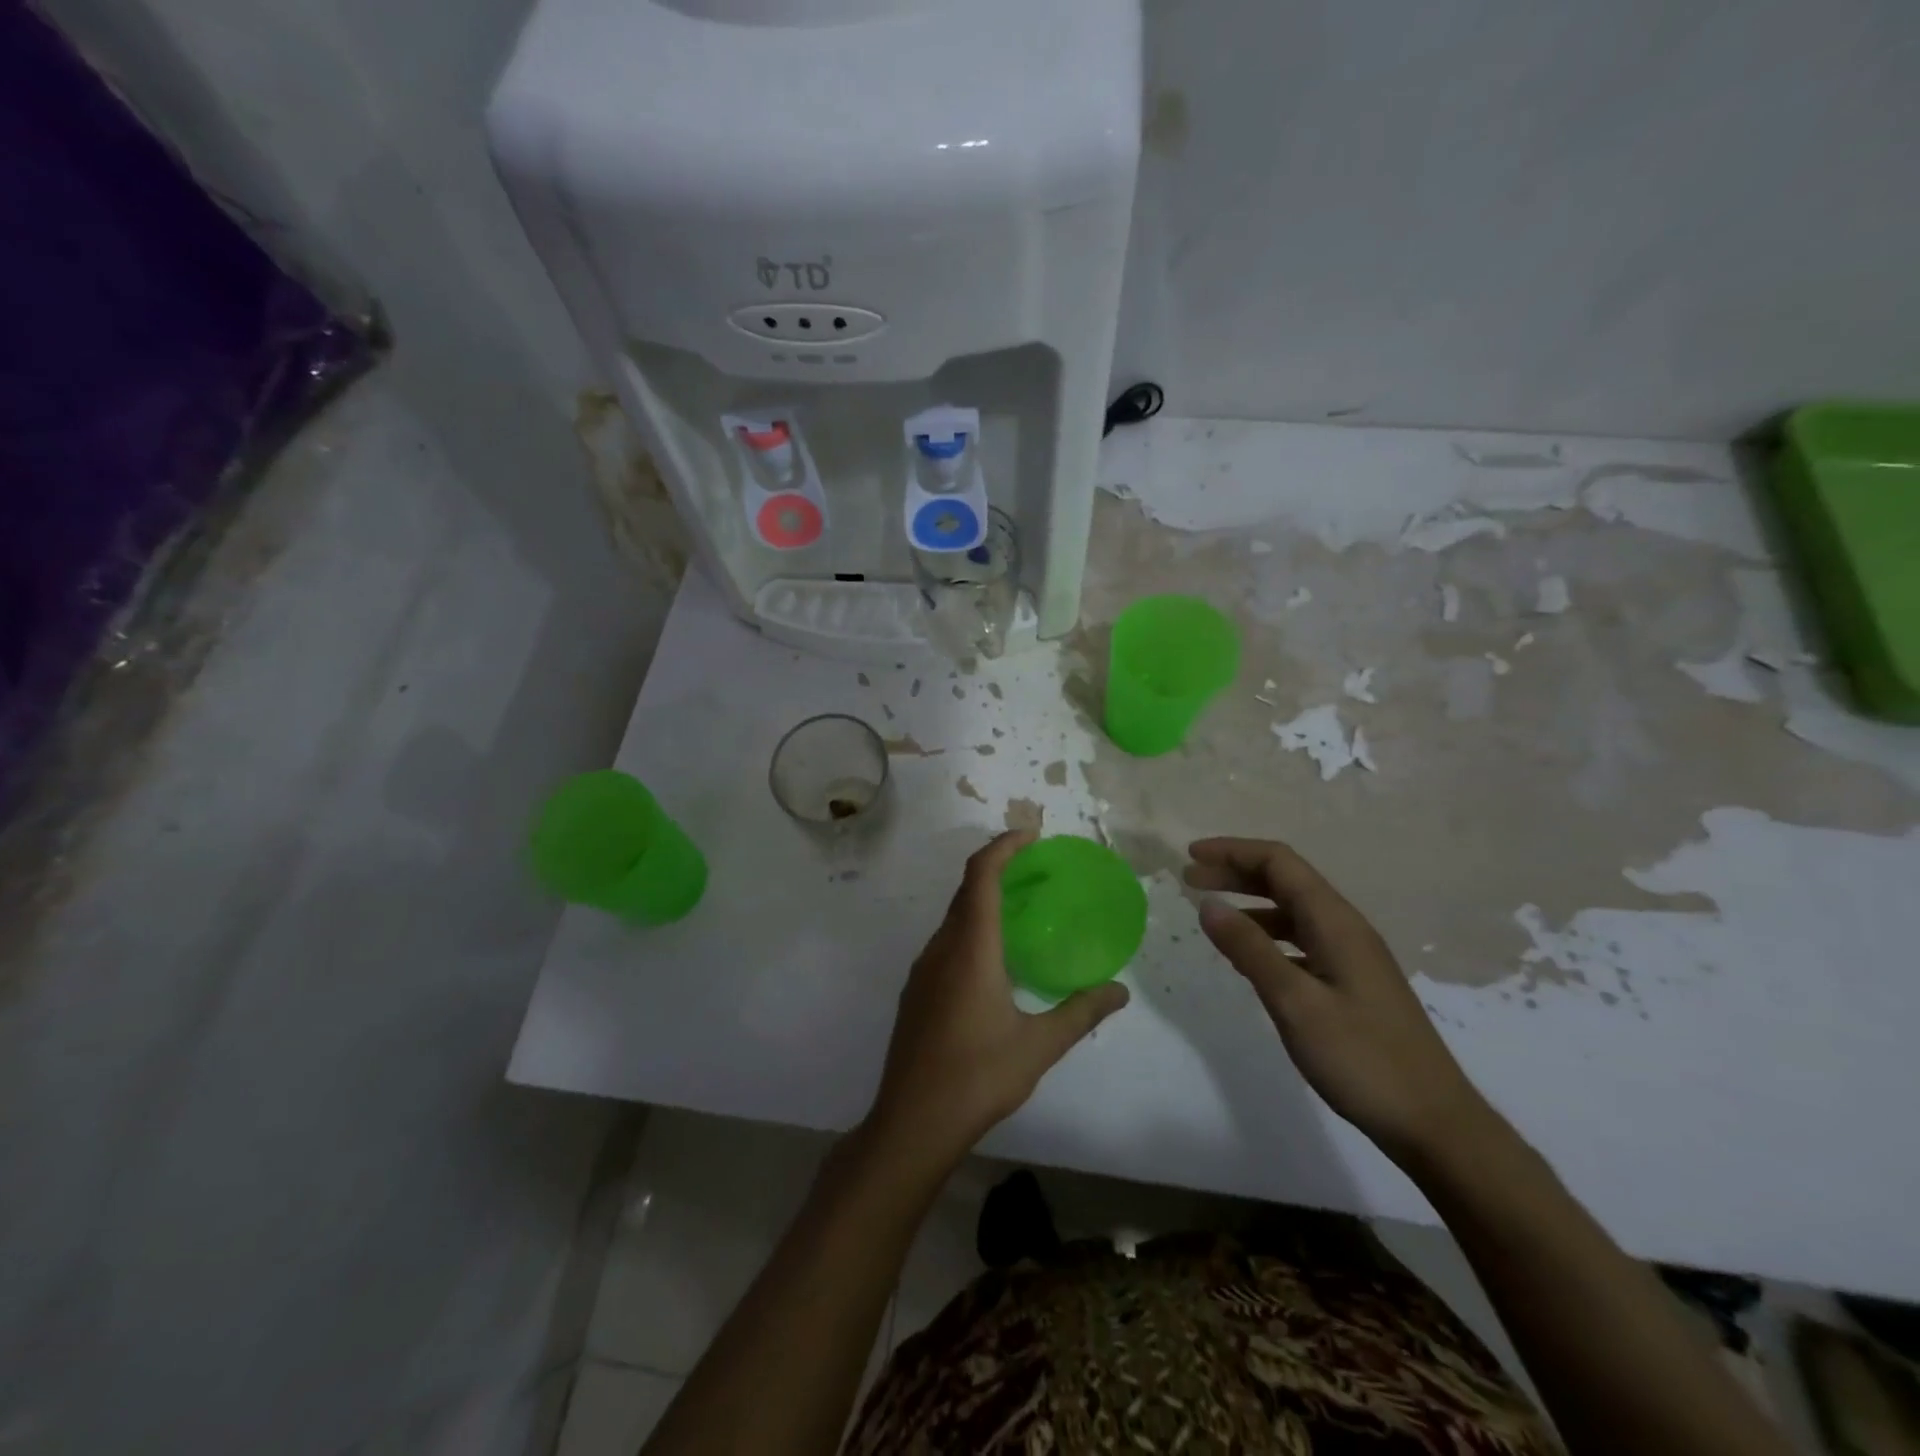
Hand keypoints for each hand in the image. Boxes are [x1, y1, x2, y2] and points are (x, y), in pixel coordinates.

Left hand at [867, 831, 1129, 1167]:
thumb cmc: (977, 1076)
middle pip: (966, 890)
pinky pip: (946, 941)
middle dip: (999, 868)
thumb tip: (1120, 991)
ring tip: (1022, 908)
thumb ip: (1081, 1012)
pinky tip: (994, 958)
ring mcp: (923, 969)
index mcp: (970, 948)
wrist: (912, 1122)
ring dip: (983, 899)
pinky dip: (971, 927)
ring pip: (954, 917)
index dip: (1004, 846)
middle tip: (1037, 869)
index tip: (1032, 835)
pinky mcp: (916, 991)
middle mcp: (941, 948)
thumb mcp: (1038, 1045)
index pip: (982, 876)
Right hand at [1185, 837, 1490, 1165]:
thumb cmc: (1361, 1058)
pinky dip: (1267, 935)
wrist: (1433, 1122)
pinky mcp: (1351, 982)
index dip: (1233, 851)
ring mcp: (1351, 956)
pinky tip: (1247, 959)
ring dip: (1250, 903)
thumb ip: (1249, 949)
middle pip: (1286, 880)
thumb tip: (1207, 904)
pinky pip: (1300, 940)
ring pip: (1293, 910)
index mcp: (1335, 922)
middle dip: (1236, 872)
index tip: (1190, 856)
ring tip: (1211, 916)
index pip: (1279, 863)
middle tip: (1190, 879)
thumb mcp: (1295, 1002)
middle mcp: (1345, 928)